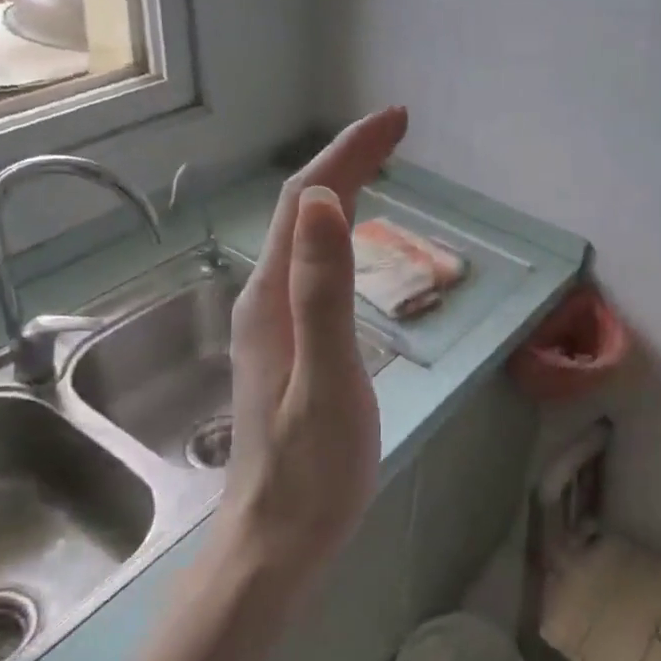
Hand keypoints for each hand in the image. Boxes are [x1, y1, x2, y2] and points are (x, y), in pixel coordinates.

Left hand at [224, 107, 408, 579]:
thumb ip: (324, 292)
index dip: (346, 154)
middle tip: (397, 132)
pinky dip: (339, 234)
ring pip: (303, 238)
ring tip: (381, 166)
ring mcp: (272, 325)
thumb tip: (320, 199)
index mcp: (272, 299)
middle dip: (347, 161)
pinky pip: (312, 268)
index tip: (394, 120)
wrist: (277, 540)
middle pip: (299, 211)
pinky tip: (355, 242)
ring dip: (340, 191)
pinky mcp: (287, 347)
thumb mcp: (327, 379)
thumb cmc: (311, 470)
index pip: (302, 202)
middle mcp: (263, 300)